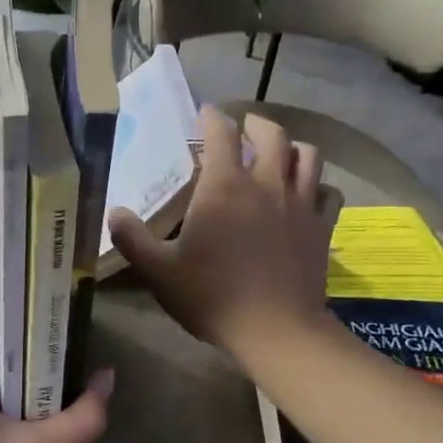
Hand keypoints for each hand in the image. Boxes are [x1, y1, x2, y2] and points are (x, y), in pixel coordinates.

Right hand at [108, 108, 334, 366]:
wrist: (274, 329)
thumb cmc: (211, 297)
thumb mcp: (158, 271)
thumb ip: (132, 238)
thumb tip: (114, 213)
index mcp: (224, 187)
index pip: (221, 133)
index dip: (212, 117)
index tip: (205, 113)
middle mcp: (267, 183)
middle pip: (271, 134)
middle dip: (255, 124)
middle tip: (244, 128)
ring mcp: (301, 203)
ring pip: (307, 156)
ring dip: (292, 147)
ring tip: (280, 154)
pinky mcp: (322, 227)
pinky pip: (328, 193)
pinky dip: (318, 186)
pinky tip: (309, 194)